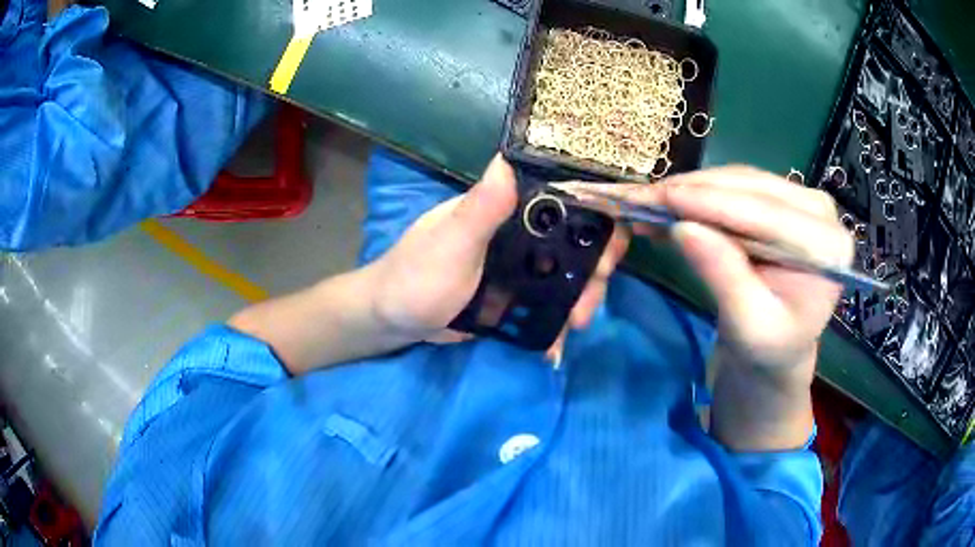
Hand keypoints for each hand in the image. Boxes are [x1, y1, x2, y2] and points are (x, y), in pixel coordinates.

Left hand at [366, 155, 629, 349]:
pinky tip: (557, 344)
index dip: (596, 213)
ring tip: (577, 324)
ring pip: (564, 277)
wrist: (395, 320)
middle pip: (572, 243)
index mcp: (506, 209)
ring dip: (580, 299)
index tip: (617, 238)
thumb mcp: (450, 243)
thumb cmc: (417, 275)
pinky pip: (545, 305)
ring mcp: (517, 268)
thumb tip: (506, 157)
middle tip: (594, 297)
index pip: (561, 199)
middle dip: (593, 268)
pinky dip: (555, 323)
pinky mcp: (513, 297)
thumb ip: (480, 208)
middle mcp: (517, 232)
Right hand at [560, 166, 853, 382]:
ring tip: (649, 202)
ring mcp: (802, 200)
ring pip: (739, 181)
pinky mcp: (783, 199)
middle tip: (642, 198)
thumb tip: (682, 227)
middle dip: (694, 192)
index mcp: (828, 248)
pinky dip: (701, 194)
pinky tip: (671, 203)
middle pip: (751, 188)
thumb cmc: (769, 349)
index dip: (710, 202)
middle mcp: (821, 212)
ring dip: (692, 190)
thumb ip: (723, 277)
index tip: (660, 197)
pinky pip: (736, 186)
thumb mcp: (748, 326)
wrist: (779, 348)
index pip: (765, 214)